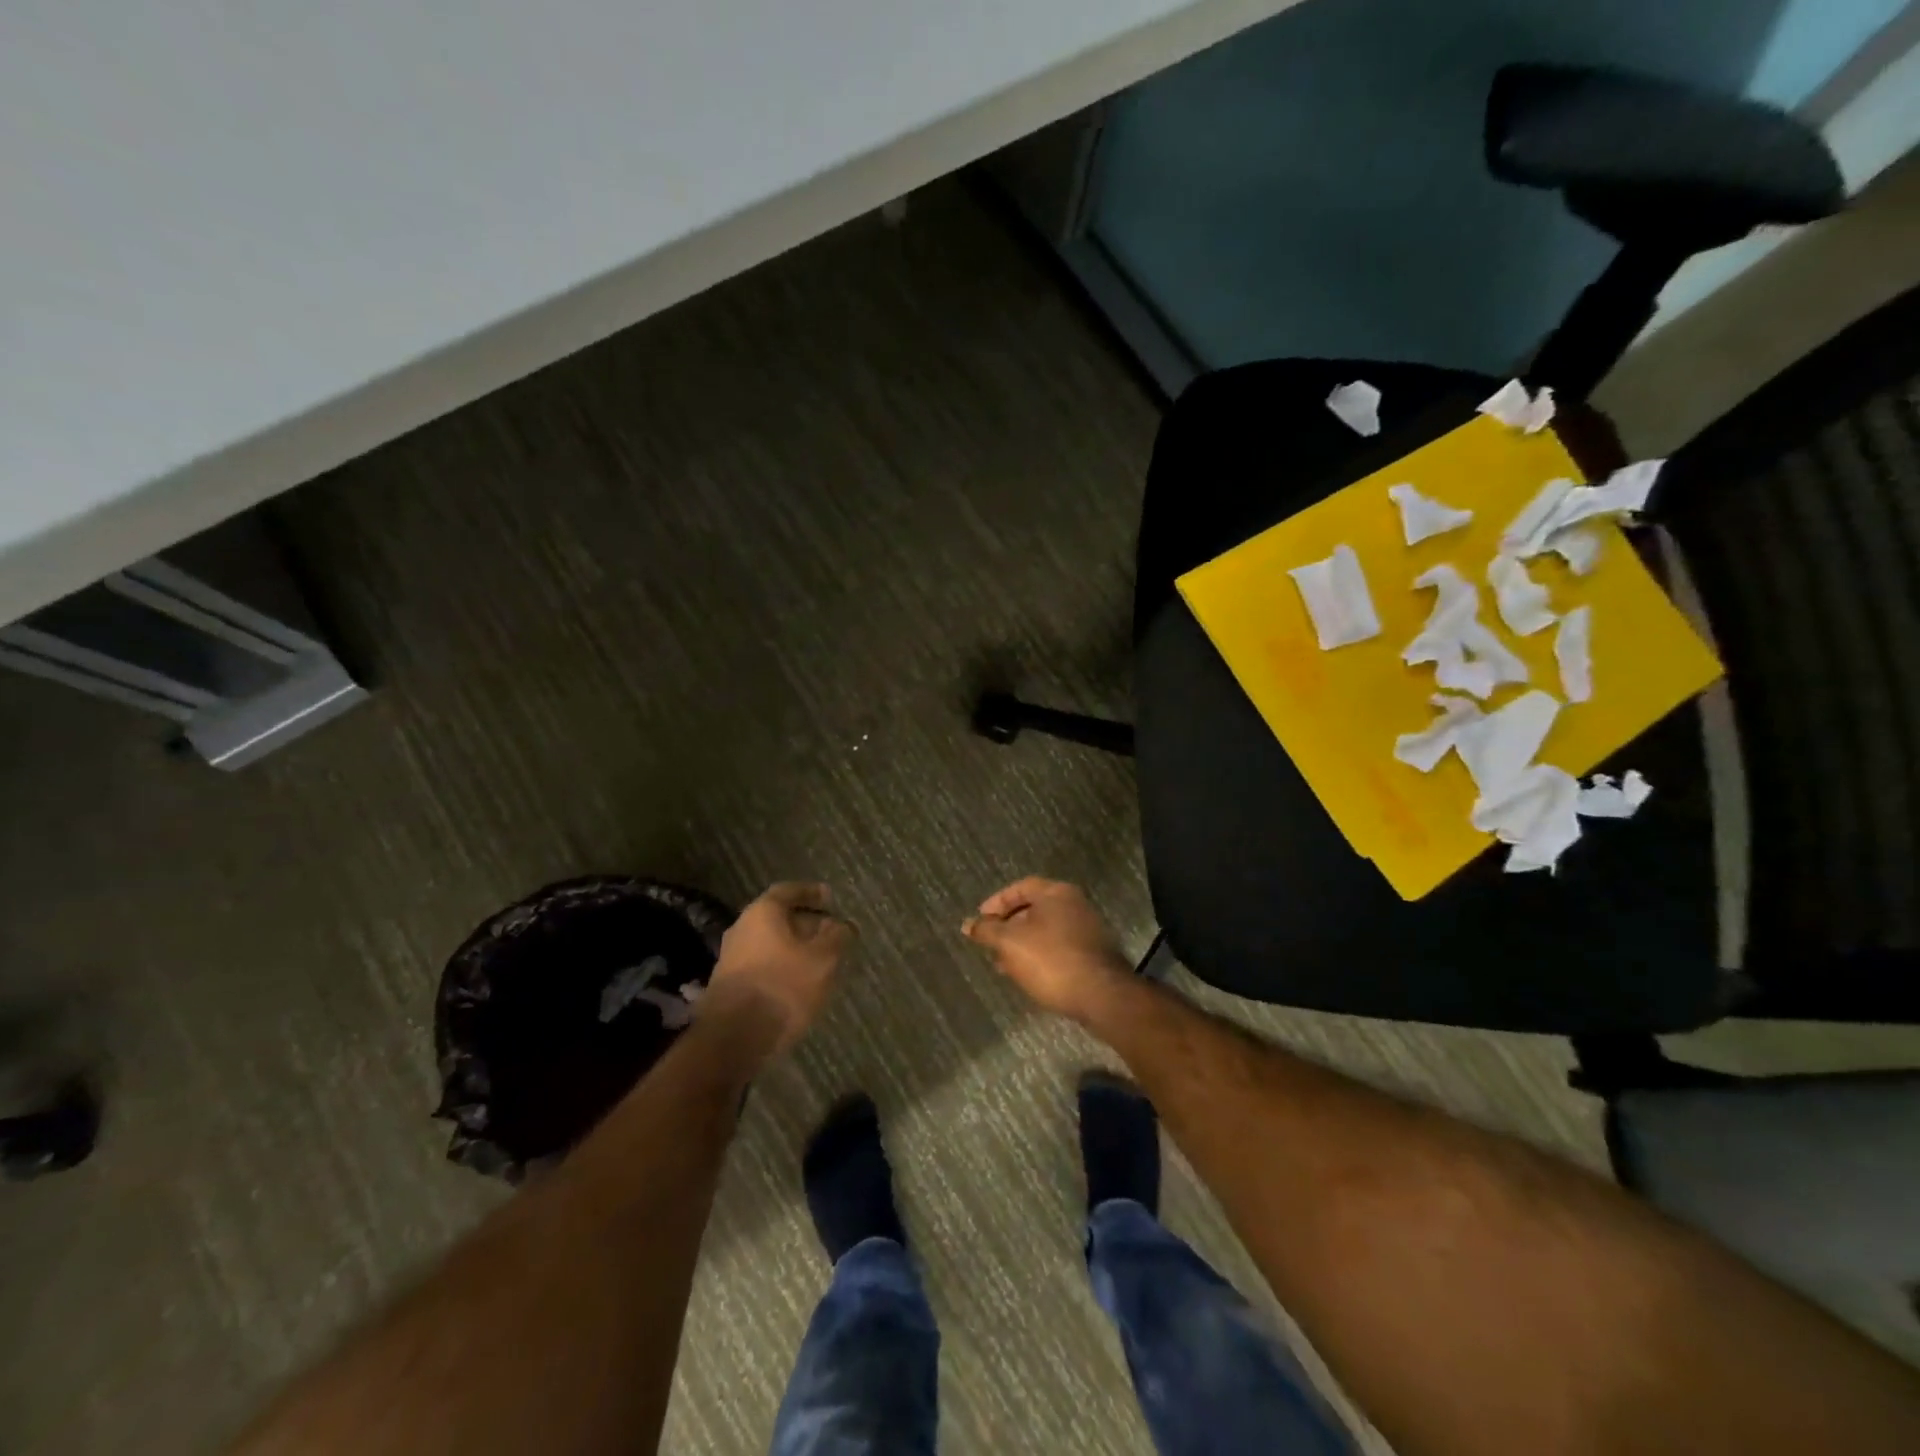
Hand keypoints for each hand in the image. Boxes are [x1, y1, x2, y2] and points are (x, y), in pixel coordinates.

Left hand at [703, 882, 850, 1054]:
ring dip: (795, 949)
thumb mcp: (823, 959)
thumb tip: (844, 925)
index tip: (830, 898)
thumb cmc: (783, 986)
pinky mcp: (730, 987)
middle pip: (778, 919)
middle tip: (832, 934)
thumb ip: (837, 937)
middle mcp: (742, 929)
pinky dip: (783, 968)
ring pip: (771, 945)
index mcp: (762, 913)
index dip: (811, 893)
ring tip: (821, 962)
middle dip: (806, 924)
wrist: (734, 1038)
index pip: (788, 891)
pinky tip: (800, 984)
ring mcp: (732, 960)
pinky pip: (763, 967)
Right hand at [962, 877, 1133, 1022]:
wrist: (1101, 995)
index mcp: (1056, 893)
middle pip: (1034, 908)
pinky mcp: (1093, 953)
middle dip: (1008, 925)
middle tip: (990, 943)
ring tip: (1003, 964)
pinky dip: (1040, 954)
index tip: (980, 920)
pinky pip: (1059, 946)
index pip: (1021, 887)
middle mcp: (1075, 904)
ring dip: (1022, 943)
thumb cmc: (1051, 960)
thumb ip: (987, 930)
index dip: (997, 902)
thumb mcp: (1010, 943)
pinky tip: (1028, 974)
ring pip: (1046, 930)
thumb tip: (968, 924)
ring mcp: (1088, 928)